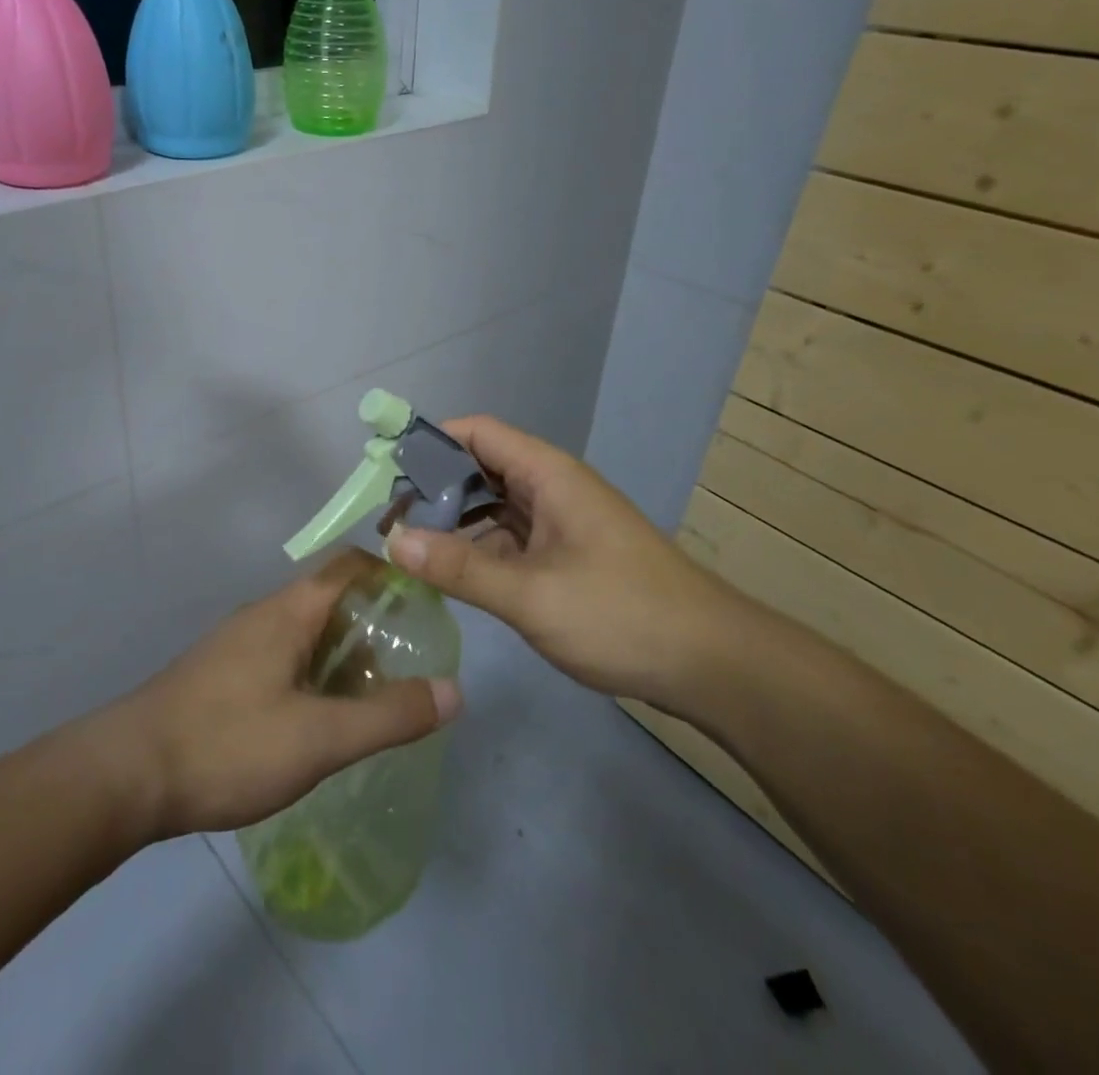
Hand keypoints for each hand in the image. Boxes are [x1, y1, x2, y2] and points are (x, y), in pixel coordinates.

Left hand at [106, 549, 461, 838]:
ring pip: (305, 634)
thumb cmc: (227, 744)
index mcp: (288, 611)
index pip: (349, 567)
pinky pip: (282, 659)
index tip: (429, 605)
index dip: (392, 575)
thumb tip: (455, 690)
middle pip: (330, 600)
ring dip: (343, 655)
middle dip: (373, 626)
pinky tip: (322, 719)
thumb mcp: (318, 738)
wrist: (126, 775)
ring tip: (378, 696)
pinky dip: (314, 675)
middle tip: (413, 664)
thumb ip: (388, 716)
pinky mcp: (221, 676)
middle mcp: (263, 615)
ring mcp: (238, 645)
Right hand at [385, 415, 741, 709]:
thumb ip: (458, 568)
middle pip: (479, 468)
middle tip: (389, 521)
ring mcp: (560, 523)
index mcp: (547, 475)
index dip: (430, 442)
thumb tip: (392, 541)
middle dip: (433, 488)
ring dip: (453, 522)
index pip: (477, 433)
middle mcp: (551, 488)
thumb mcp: (531, 595)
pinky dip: (477, 550)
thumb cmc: (622, 615)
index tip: (386, 471)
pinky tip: (449, 574)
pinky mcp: (565, 556)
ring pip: (492, 507)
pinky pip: (508, 539)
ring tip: (408, 548)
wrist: (712, 664)